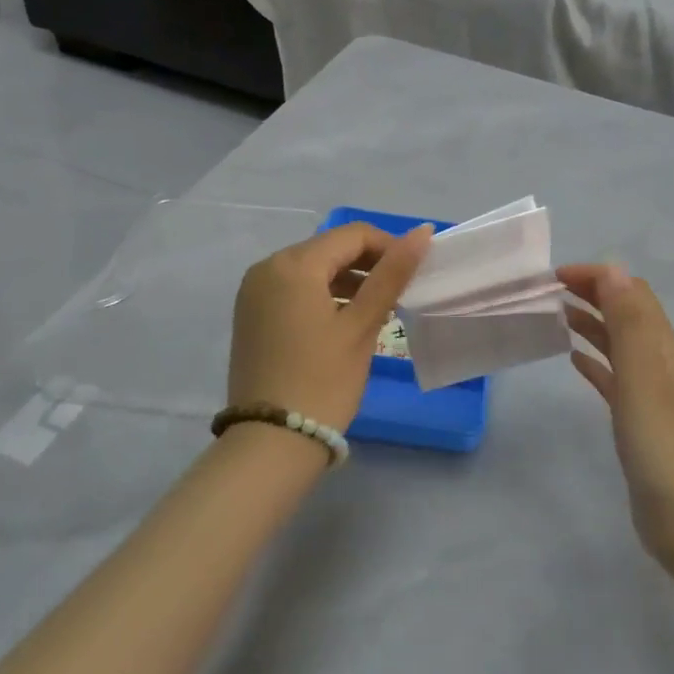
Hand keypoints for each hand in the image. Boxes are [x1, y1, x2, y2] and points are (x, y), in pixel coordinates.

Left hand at [228, 222, 433, 432]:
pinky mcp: (251, 315)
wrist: (271, 441)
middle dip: (368, 265)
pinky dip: (322, 296)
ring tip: (377, 311)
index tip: (414, 276)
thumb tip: (422, 232)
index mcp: (293, 264)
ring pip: (312, 270)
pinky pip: (293, 289)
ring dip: (347, 281)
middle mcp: (266, 268)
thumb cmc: (323, 380)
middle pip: (329, 249)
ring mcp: (253, 292)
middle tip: (398, 295)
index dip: (389, 248)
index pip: (353, 235)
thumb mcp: (362, 325)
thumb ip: (392, 274)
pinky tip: (344, 321)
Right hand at [560, 264, 673, 567]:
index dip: (598, 277)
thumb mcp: (642, 374)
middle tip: (550, 292)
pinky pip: (614, 377)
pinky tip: (574, 361)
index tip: (556, 277)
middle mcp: (659, 362)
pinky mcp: (639, 420)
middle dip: (593, 294)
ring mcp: (651, 393)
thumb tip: (614, 270)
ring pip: (618, 343)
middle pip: (626, 314)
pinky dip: (594, 360)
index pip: (632, 293)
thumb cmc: (660, 442)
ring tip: (557, 317)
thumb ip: (629, 321)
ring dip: (592, 324)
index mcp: (662, 346)